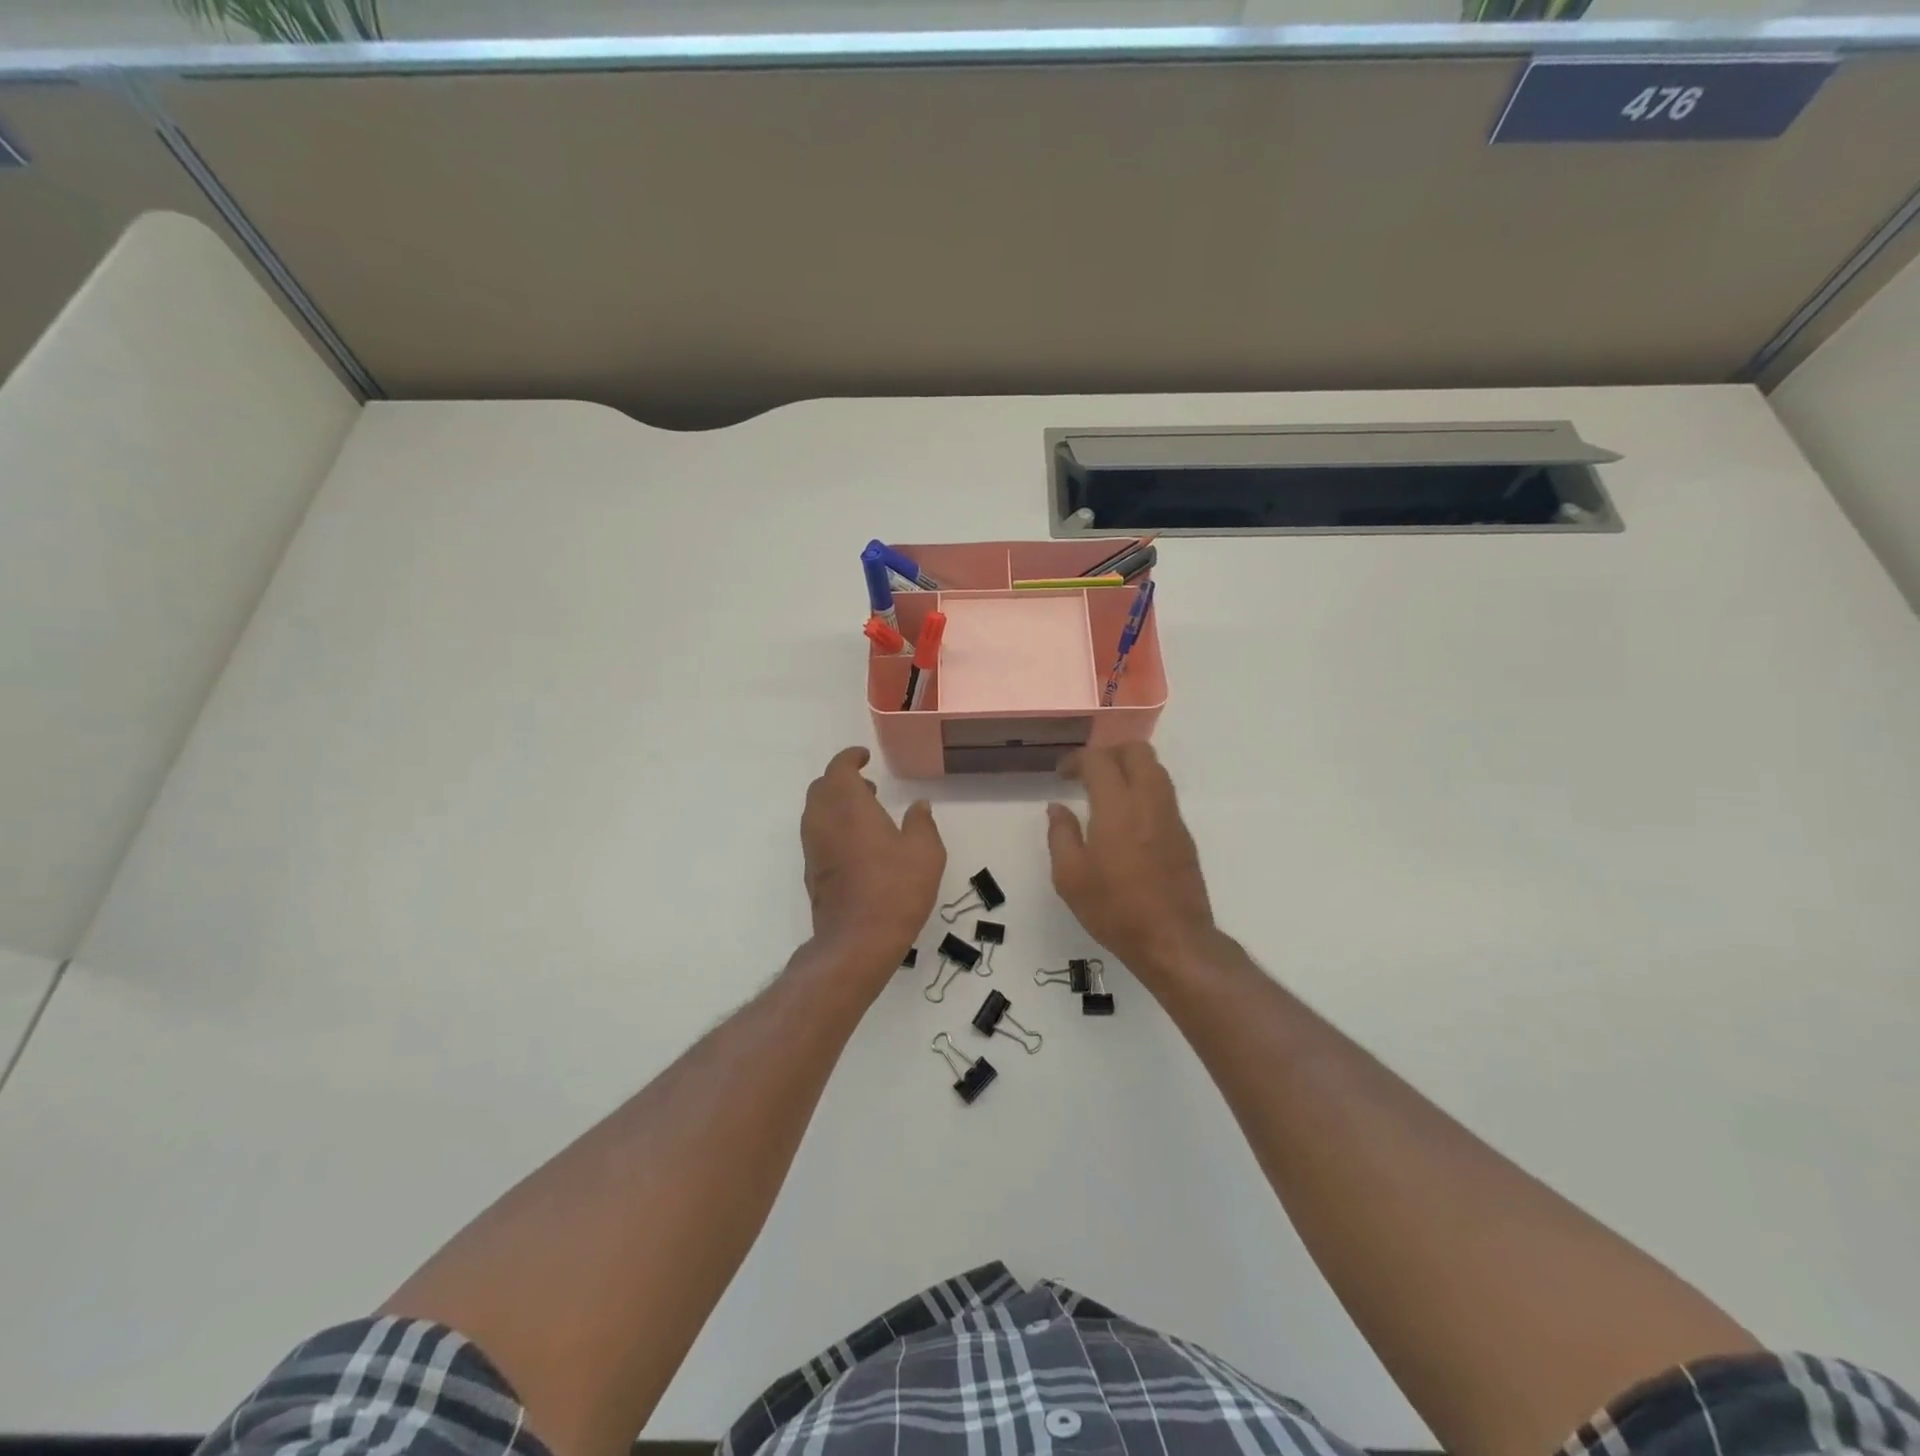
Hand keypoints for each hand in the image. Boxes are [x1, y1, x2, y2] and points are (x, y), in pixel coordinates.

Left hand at [802, 747, 944, 966]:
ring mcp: (813, 848)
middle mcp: (823, 821)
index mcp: (848, 806)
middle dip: (842, 780)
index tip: (864, 757)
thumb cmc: (895, 889)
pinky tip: (858, 845)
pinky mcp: (812, 872)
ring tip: (866, 813)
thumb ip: (921, 823)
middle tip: (868, 785)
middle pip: (822, 788)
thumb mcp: (925, 852)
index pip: (839, 768)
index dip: (850, 758)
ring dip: (836, 804)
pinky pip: (817, 835)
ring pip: (816, 812)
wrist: (857, 940)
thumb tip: (919, 805)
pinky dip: (833, 827)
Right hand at [1046, 743, 1215, 975]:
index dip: (1076, 760)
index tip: (1061, 775)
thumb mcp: (1070, 877)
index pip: (1099, 760)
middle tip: (1087, 774)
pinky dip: (1143, 789)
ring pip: (1156, 769)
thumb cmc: (1115, 909)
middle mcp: (1149, 802)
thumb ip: (1061, 835)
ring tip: (1106, 792)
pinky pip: (1163, 794)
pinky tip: (1126, 818)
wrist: (1173, 939)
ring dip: (1129, 768)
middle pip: (1137, 751)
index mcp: (1117, 808)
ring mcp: (1171, 817)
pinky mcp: (1183, 834)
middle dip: (1109, 752)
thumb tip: (1057, 808)